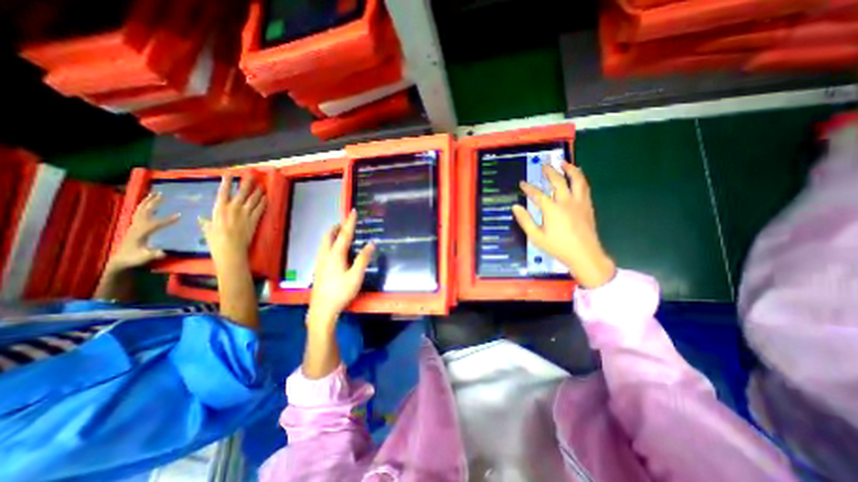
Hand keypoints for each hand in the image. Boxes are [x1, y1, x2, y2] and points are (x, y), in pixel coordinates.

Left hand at [107, 192, 177, 274]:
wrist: (120, 260)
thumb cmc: (134, 259)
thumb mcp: (143, 258)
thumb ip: (152, 255)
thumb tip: (163, 253)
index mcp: (140, 233)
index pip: (155, 224)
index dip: (167, 220)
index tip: (180, 215)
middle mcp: (136, 226)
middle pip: (145, 212)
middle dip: (153, 203)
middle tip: (162, 194)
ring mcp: (134, 225)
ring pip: (141, 210)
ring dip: (148, 201)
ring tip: (156, 194)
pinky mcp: (135, 226)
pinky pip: (140, 213)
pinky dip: (145, 206)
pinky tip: (150, 203)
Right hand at [199, 176, 266, 264]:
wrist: (231, 248)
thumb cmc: (216, 240)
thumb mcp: (207, 228)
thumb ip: (206, 221)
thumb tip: (202, 218)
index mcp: (219, 208)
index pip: (223, 191)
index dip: (227, 181)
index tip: (230, 173)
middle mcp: (233, 208)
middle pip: (242, 192)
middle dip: (247, 182)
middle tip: (252, 175)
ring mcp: (245, 213)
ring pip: (253, 199)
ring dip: (258, 191)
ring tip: (261, 186)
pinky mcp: (254, 220)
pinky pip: (260, 208)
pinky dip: (264, 202)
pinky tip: (266, 198)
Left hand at [308, 209, 376, 328]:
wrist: (322, 309)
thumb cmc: (341, 292)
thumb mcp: (356, 276)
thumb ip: (363, 259)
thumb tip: (371, 243)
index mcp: (336, 255)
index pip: (344, 234)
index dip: (349, 222)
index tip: (352, 211)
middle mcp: (325, 255)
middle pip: (328, 235)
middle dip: (336, 227)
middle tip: (345, 223)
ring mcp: (320, 262)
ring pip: (323, 242)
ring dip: (331, 234)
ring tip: (340, 234)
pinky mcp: (318, 269)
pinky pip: (323, 249)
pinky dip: (329, 243)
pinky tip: (334, 251)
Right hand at [512, 161, 613, 289]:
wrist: (585, 254)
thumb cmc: (558, 247)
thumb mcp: (536, 237)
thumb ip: (525, 221)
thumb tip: (515, 207)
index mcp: (552, 210)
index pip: (537, 194)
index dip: (528, 188)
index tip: (522, 183)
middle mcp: (566, 202)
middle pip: (558, 181)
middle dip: (549, 171)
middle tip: (544, 165)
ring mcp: (579, 202)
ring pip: (577, 180)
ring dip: (569, 169)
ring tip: (563, 163)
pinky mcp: (588, 206)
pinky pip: (585, 187)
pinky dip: (580, 178)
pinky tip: (577, 176)